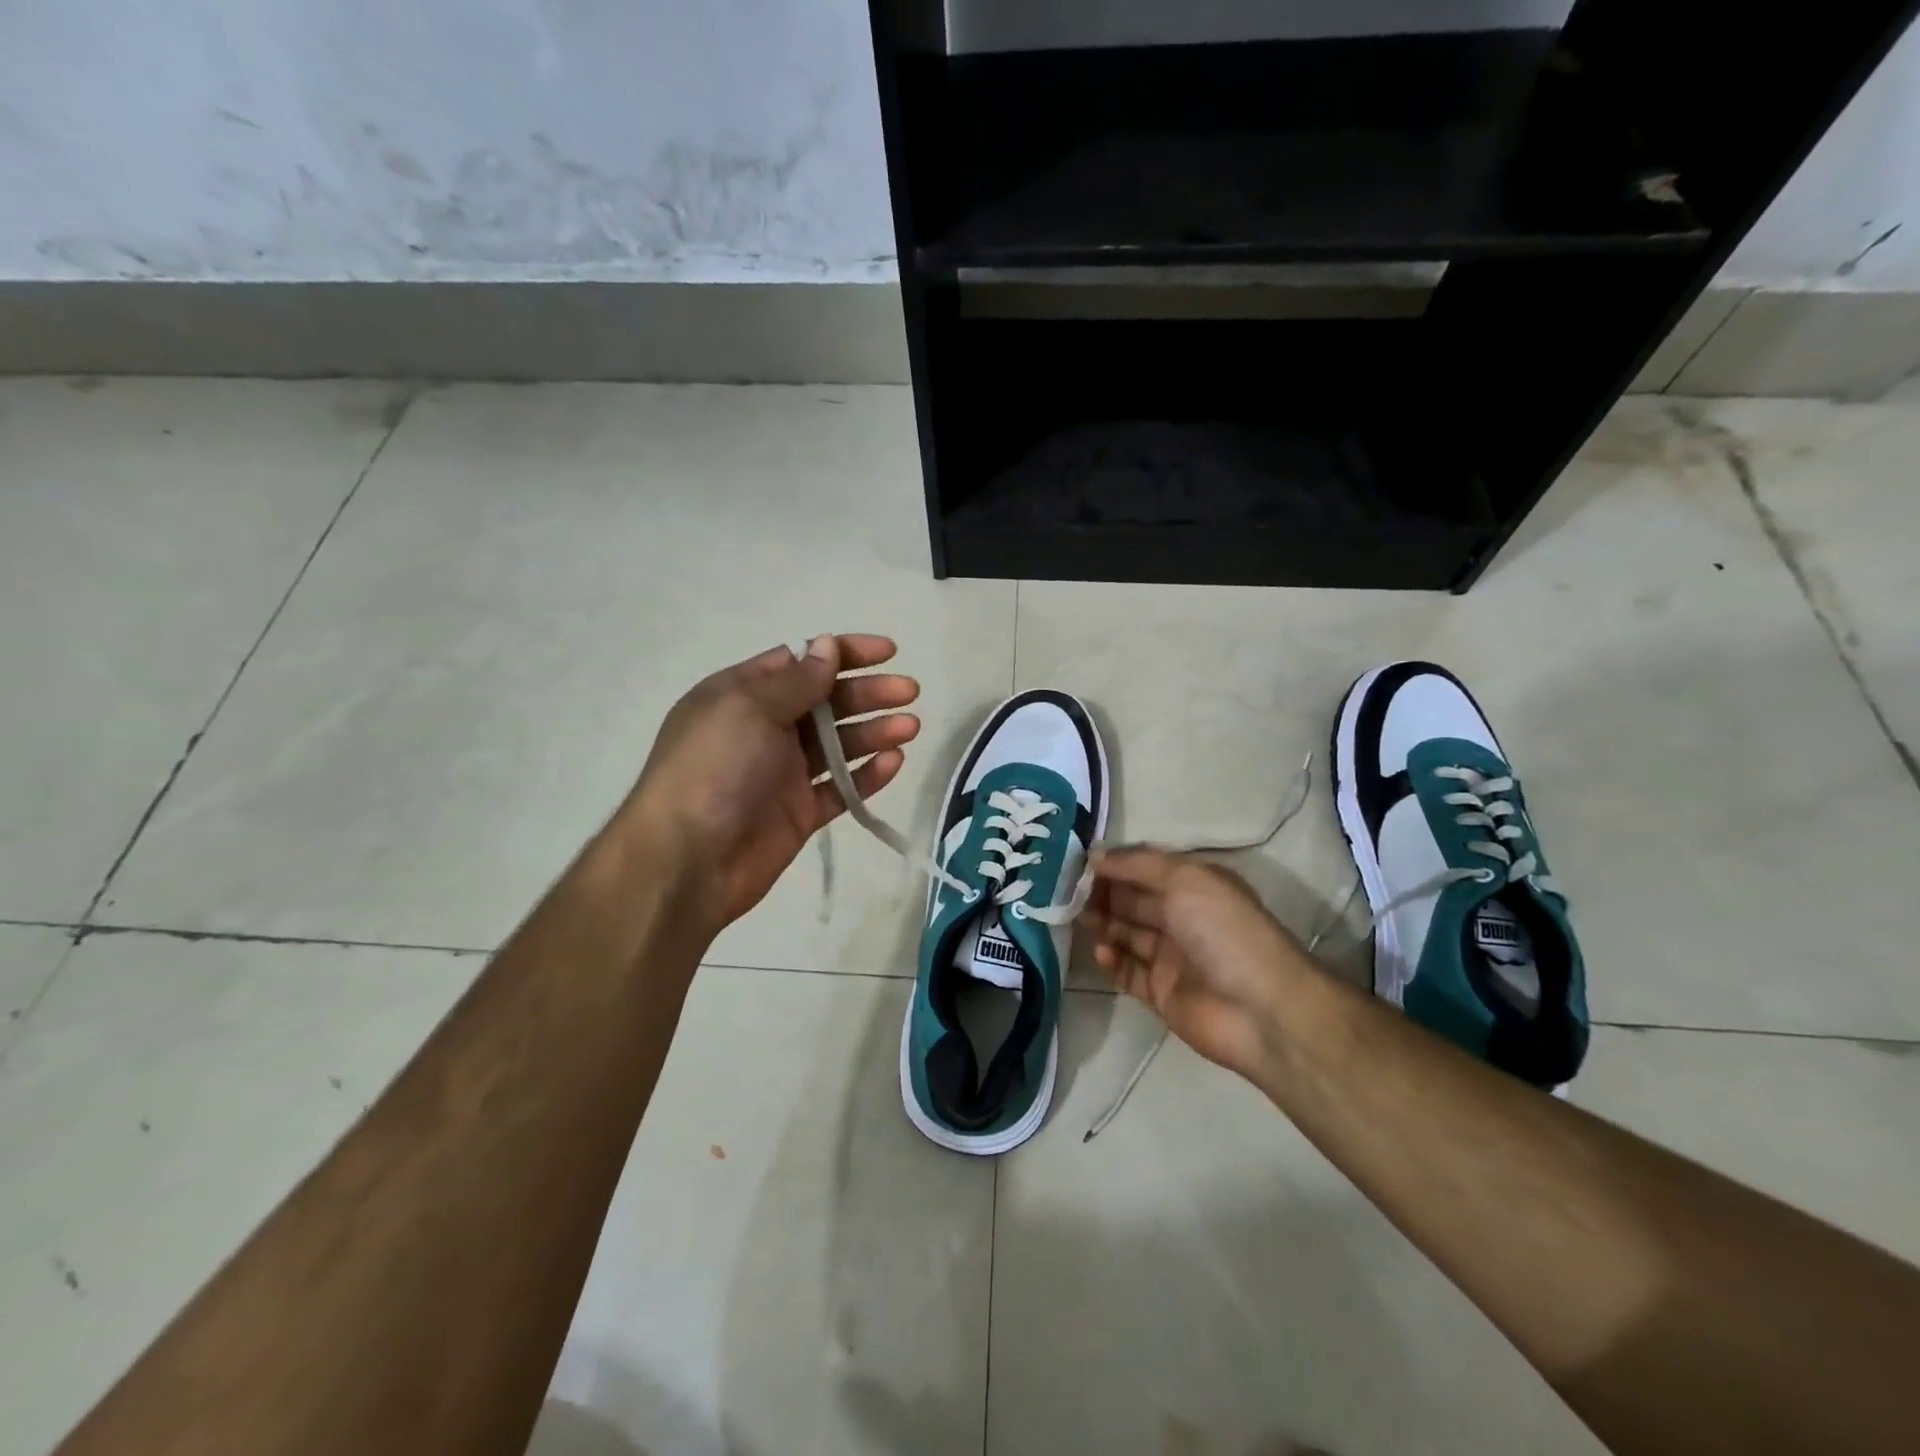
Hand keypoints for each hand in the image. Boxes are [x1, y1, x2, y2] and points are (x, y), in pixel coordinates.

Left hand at [621, 635, 919, 934]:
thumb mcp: (748, 709)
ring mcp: (783, 773)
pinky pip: (841, 788)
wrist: (686, 861)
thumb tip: (826, 645)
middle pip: (827, 702)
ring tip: (910, 727)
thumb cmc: (712, 769)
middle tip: (909, 692)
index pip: (801, 662)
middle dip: (868, 693)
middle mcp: (765, 729)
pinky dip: (867, 775)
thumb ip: (796, 681)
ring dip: (875, 731)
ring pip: (839, 745)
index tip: (889, 652)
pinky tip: (894, 762)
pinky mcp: (799, 813)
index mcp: (743, 696)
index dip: (844, 653)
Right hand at [1084, 848, 1318, 1079]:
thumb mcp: (1184, 879)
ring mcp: (1172, 957)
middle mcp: (1184, 918)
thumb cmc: (1223, 931)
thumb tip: (1096, 855)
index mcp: (1195, 886)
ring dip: (1102, 923)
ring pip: (1128, 934)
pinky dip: (1112, 961)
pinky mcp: (1162, 993)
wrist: (1260, 1010)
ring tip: (1074, 917)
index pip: (1146, 869)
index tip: (1077, 862)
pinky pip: (1129, 972)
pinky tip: (1100, 952)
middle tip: (1064, 890)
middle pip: (1134, 900)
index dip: (1115, 864)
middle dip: (1102, 893)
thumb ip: (1138, 864)